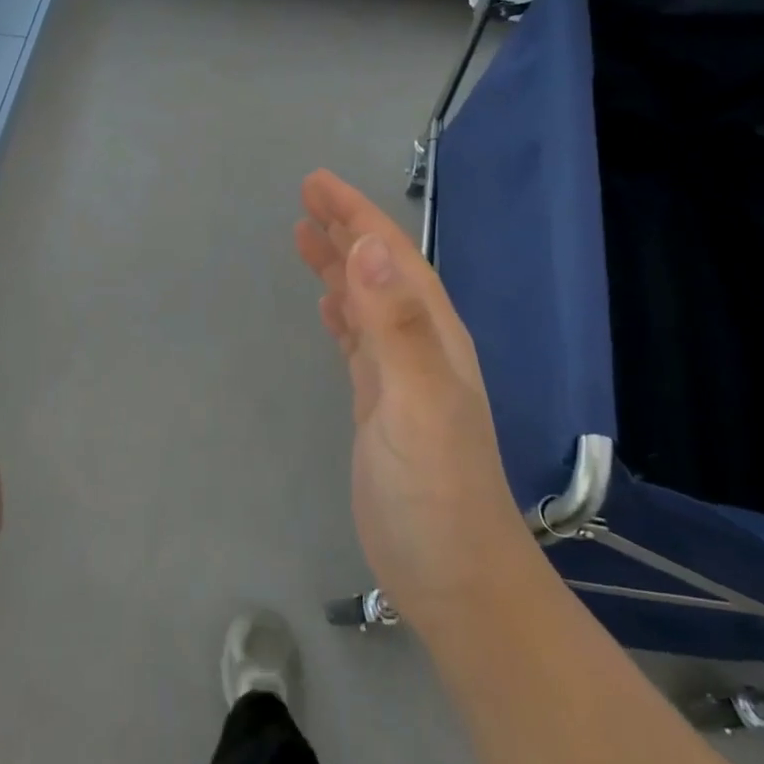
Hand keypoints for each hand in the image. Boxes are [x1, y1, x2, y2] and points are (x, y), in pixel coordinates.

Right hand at [295, 171, 528, 632]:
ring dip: (340, 265)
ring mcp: (401, 377)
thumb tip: (369, 247)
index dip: (357, 215)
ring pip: (366, 302)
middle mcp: (419, 345)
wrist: (456, 579)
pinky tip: (328, 305)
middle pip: (379, 270)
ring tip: (307, 237)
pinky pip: (358, 340)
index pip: (392, 256)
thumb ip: (396, 325)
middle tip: (306, 197)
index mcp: (432, 333)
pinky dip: (342, 312)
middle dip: (346, 228)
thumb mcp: (419, 402)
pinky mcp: (381, 405)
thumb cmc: (438, 492)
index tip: (317, 184)